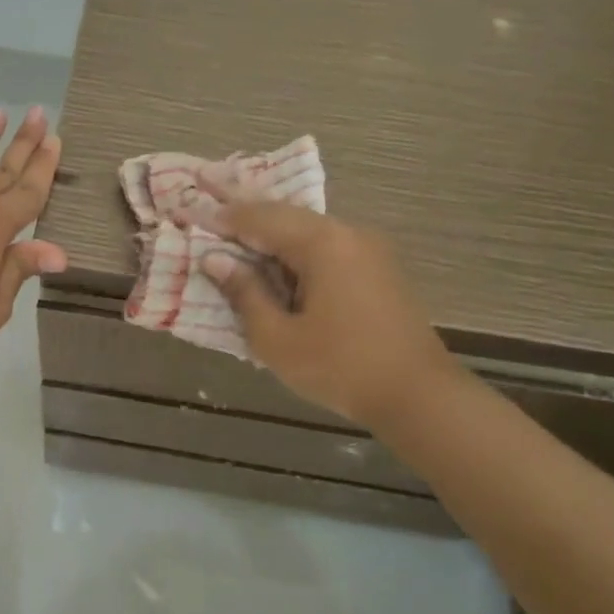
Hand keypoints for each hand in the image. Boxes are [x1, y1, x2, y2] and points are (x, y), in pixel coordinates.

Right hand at [198, 199, 455, 426]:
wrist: (419, 396)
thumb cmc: (340, 368)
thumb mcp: (277, 338)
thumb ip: (244, 293)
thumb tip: (215, 260)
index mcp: (322, 243)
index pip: (261, 218)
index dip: (225, 219)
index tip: (194, 218)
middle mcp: (348, 233)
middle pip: (287, 217)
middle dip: (248, 221)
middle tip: (211, 223)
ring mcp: (369, 249)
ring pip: (308, 231)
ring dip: (273, 238)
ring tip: (238, 247)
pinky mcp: (379, 268)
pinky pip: (327, 247)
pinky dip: (297, 252)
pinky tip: (279, 269)